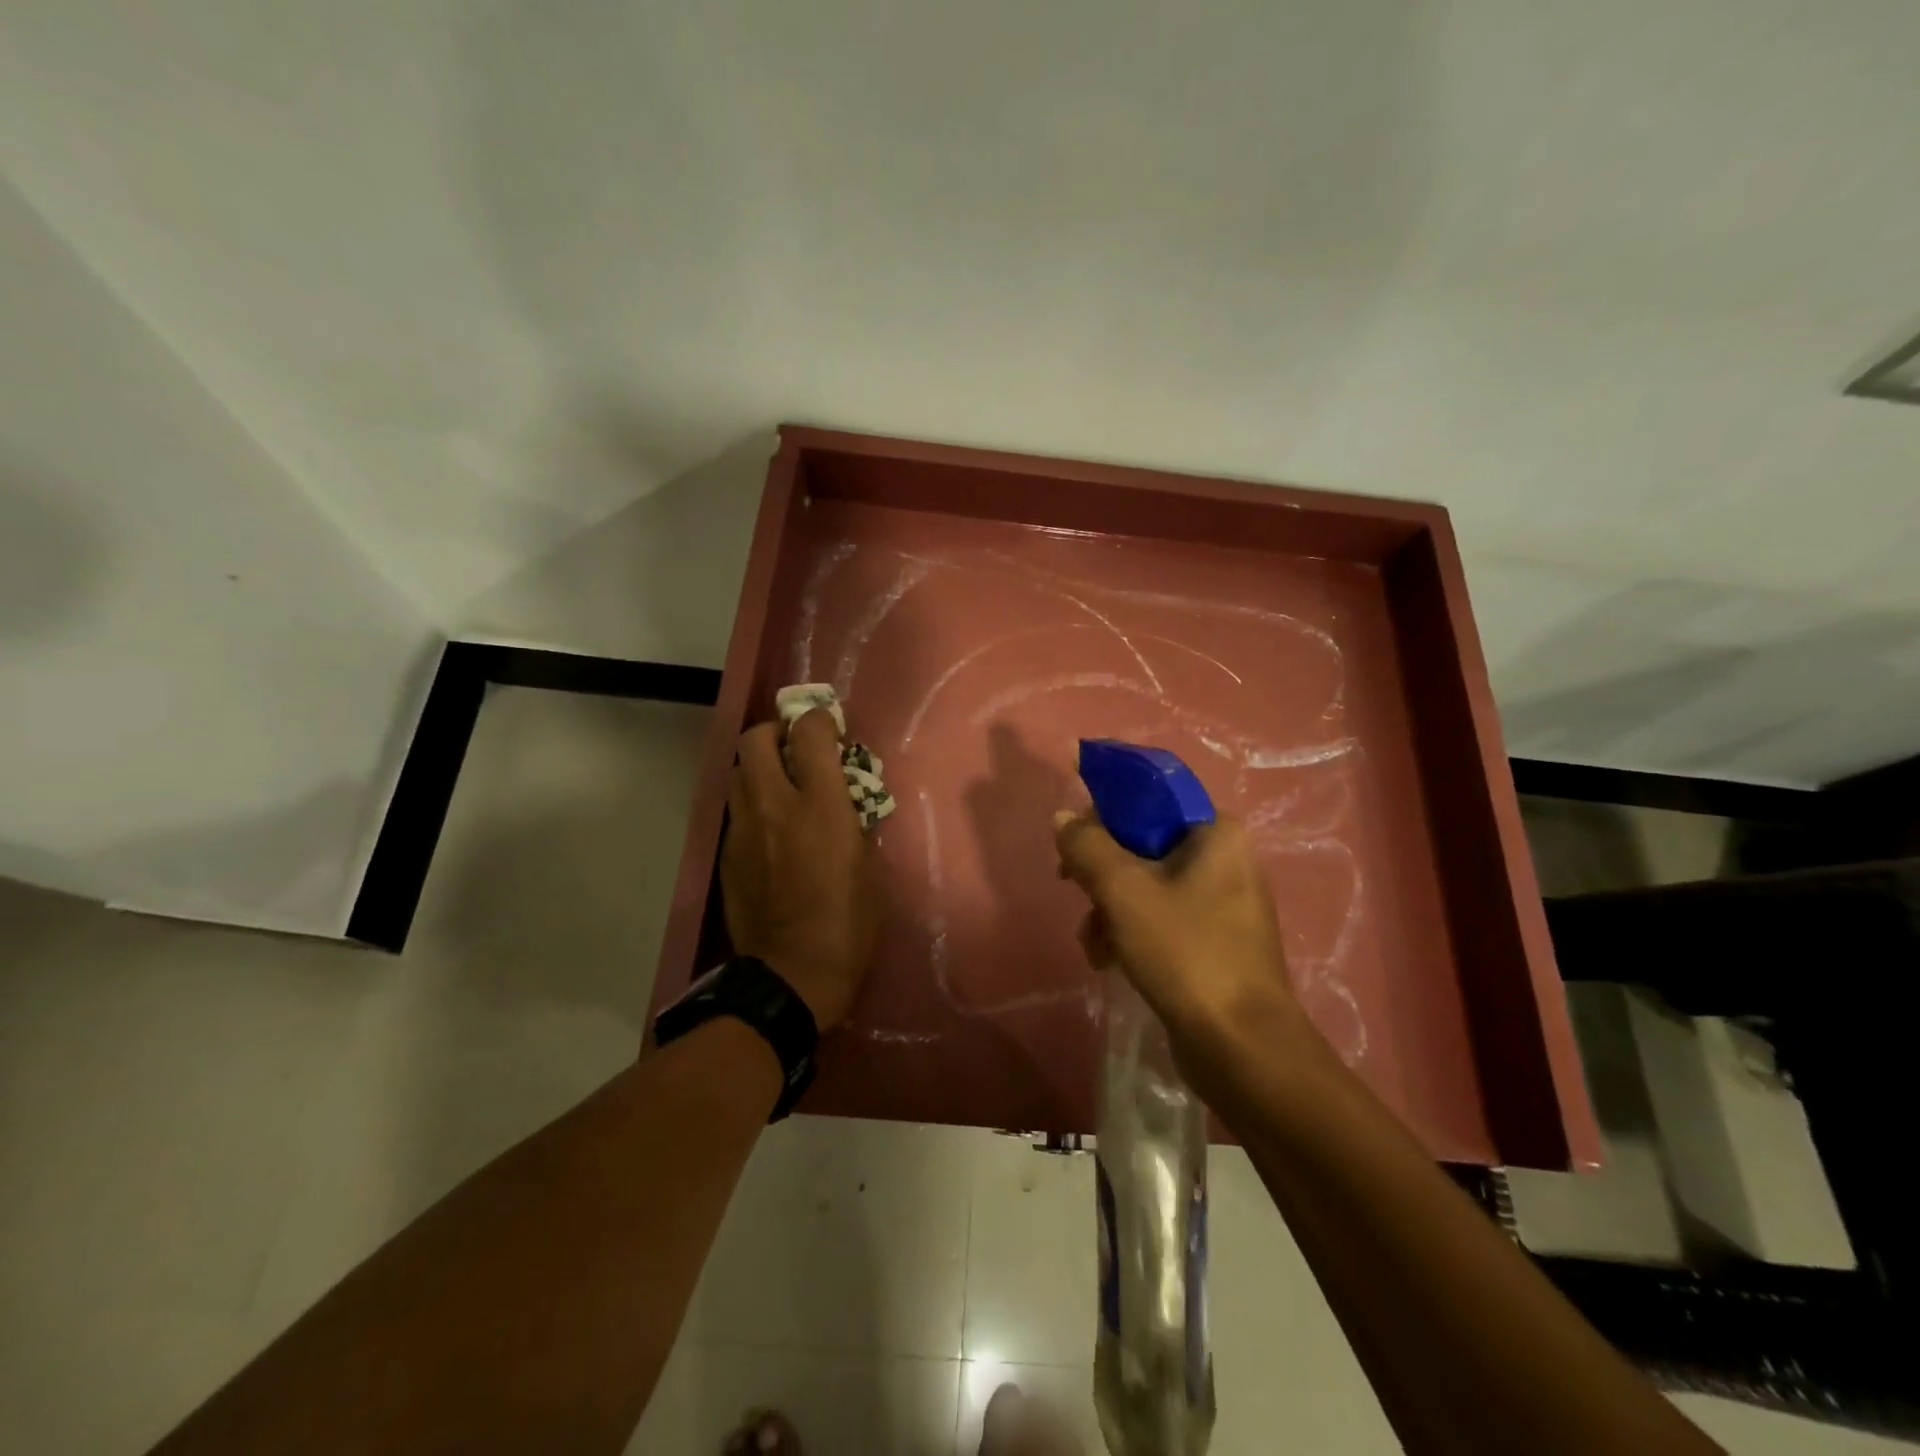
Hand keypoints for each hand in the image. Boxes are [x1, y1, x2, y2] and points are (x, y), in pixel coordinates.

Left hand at [721, 707, 879, 1029]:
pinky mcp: (726, 853)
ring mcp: (743, 828)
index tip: (830, 731)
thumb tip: (842, 800)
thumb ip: (853, 820)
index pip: (809, 733)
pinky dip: (752, 804)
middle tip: (795, 750)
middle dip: (776, 732)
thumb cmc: (848, 921)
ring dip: (759, 766)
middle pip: (756, 738)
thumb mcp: (869, 865)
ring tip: (780, 787)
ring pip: (738, 771)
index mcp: (819, 805)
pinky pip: (736, 810)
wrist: (793, 973)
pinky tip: (769, 829)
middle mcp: (774, 805)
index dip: (820, 721)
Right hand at [1054, 810, 1298, 1054]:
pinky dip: (1131, 932)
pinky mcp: (1215, 941)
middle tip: (1072, 887)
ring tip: (1094, 943)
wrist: (1241, 1047)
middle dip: (1102, 872)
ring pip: (1146, 884)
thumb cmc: (1186, 953)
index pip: (1150, 797)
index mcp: (1217, 832)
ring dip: (1110, 908)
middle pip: (1143, 843)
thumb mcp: (1124, 891)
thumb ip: (1087, 846)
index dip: (1104, 809)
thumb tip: (1063, 817)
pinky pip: (1161, 918)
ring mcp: (1223, 902)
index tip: (1071, 836)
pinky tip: (1109, 961)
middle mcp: (1225, 858)